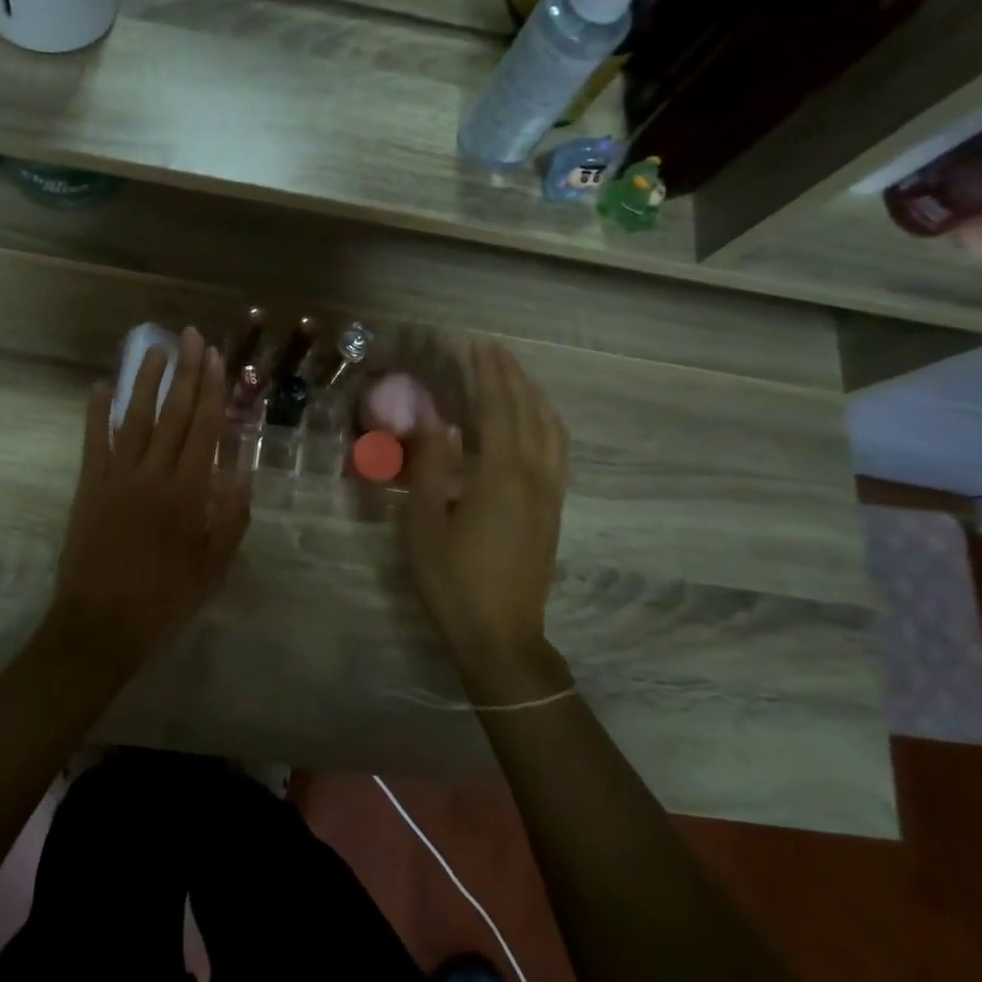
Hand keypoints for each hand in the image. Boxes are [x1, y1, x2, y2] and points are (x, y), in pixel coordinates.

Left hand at [48, 327, 251, 673]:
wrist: (100, 626)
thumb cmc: (164, 600)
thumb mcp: (212, 568)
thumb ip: (230, 519)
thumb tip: (242, 474)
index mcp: (187, 493)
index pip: (204, 428)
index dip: (211, 390)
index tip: (215, 357)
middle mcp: (153, 475)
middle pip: (173, 414)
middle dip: (184, 372)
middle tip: (191, 337)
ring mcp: (116, 478)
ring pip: (134, 419)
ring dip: (145, 381)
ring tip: (155, 349)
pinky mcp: (88, 488)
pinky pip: (93, 443)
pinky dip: (96, 413)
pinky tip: (101, 387)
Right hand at [404, 341, 569, 673]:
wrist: (501, 636)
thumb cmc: (452, 581)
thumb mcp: (423, 524)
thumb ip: (430, 466)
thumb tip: (434, 418)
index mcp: (500, 476)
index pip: (498, 409)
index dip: (488, 374)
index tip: (478, 345)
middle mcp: (534, 476)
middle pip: (529, 413)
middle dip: (512, 377)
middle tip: (493, 352)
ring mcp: (549, 494)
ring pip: (551, 431)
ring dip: (534, 397)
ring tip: (514, 378)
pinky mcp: (553, 511)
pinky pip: (558, 452)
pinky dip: (547, 424)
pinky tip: (535, 424)